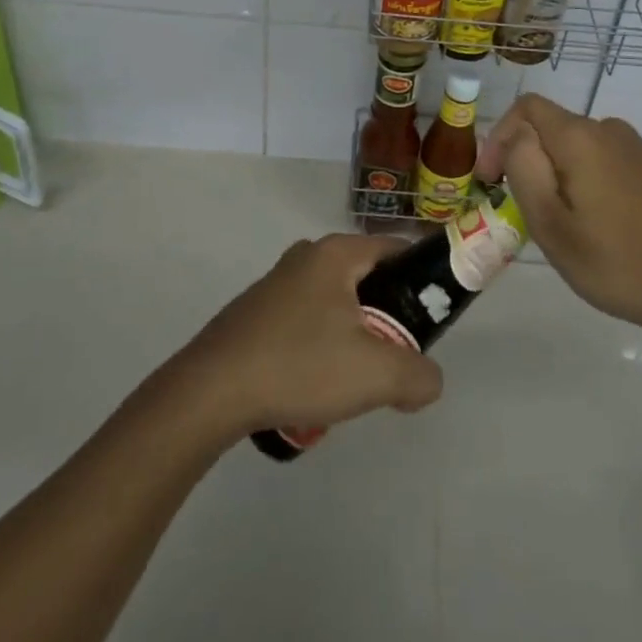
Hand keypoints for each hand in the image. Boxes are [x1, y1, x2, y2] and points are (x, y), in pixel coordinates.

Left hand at [171, 234, 443, 441]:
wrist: (210, 392)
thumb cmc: (299, 365)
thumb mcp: (375, 375)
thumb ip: (418, 375)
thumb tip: (428, 379)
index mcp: (336, 253)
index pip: (396, 249)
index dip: (422, 280)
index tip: (431, 319)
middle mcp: (307, 256)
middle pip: (366, 279)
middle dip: (386, 317)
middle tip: (393, 358)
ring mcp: (276, 283)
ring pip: (335, 304)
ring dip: (351, 337)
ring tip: (350, 381)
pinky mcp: (255, 312)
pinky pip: (305, 321)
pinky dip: (319, 347)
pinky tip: (312, 385)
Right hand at [474, 94, 641, 341]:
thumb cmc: (622, 261)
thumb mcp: (554, 226)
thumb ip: (524, 170)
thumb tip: (515, 137)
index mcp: (580, 137)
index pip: (525, 108)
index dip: (498, 137)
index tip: (489, 182)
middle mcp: (608, 130)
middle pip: (550, 129)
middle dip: (526, 162)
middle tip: (523, 214)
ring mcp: (636, 149)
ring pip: (576, 150)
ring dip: (555, 177)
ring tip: (559, 228)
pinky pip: (602, 164)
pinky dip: (584, 185)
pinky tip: (596, 230)